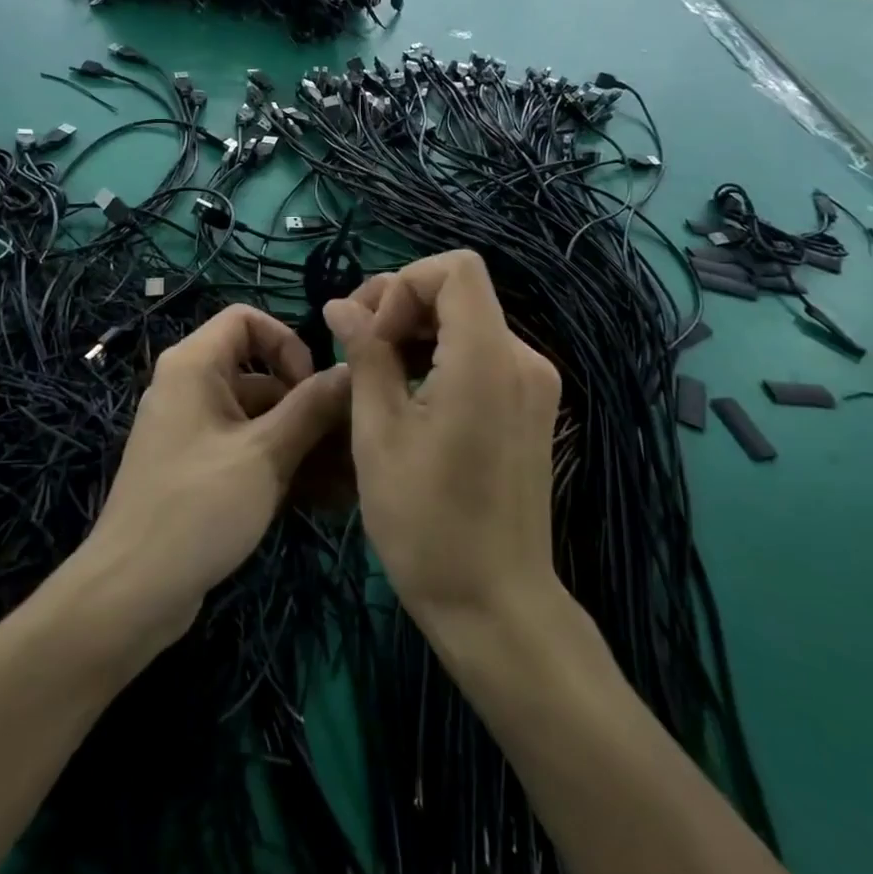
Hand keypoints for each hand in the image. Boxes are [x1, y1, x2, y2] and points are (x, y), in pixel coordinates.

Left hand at [80, 305, 349, 650]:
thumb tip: (349, 369)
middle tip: (350, 442)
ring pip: (259, 418)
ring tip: (350, 479)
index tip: (312, 385)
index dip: (286, 342)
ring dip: (303, 442)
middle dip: (308, 405)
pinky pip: (247, 450)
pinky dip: (281, 465)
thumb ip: (311, 408)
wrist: (131, 593)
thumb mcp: (264, 455)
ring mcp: (194, 431)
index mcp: (194, 366)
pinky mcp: (199, 469)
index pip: (246, 319)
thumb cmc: (197, 508)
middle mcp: (191, 388)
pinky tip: (325, 500)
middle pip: (260, 374)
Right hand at [324, 251, 561, 628]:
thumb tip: (341, 305)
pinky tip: (407, 391)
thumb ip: (365, 354)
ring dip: (415, 330)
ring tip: (373, 370)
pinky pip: (480, 352)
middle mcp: (521, 358)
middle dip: (400, 304)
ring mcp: (531, 383)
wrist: (495, 604)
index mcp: (487, 358)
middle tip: (355, 344)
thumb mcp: (378, 431)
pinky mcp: (529, 405)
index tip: (374, 336)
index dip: (403, 285)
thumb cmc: (425, 521)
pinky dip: (439, 354)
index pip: (455, 268)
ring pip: (467, 320)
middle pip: (459, 291)